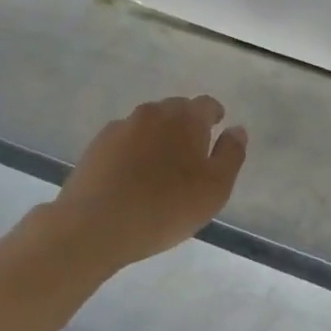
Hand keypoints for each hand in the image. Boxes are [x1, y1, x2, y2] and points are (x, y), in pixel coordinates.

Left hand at [41, 95, 247, 271]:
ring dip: (159, 140)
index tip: (217, 133)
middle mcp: (152, 113)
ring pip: (149, 126)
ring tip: (161, 172)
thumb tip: (236, 130)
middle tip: (192, 158)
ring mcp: (120, 128)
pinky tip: (133, 180)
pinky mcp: (96, 146)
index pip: (207, 104)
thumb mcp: (215, 189)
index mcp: (185, 118)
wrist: (94, 226)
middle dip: (187, 127)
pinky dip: (135, 153)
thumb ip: (231, 155)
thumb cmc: (165, 208)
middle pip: (176, 111)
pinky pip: (126, 142)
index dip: (215, 117)